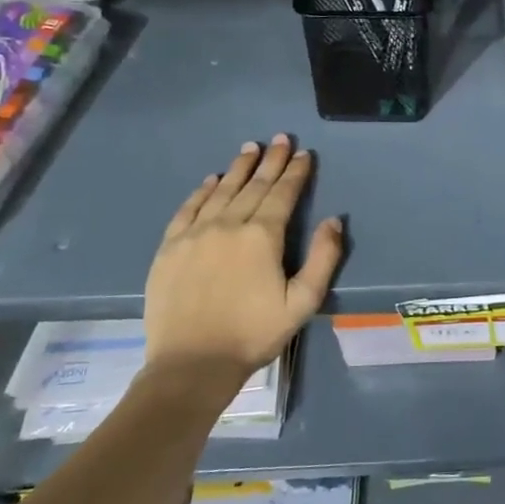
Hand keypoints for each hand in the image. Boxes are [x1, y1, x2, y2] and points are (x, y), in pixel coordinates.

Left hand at [143, 135, 342, 398]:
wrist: (192, 364)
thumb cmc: (254, 334)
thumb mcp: (303, 302)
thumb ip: (324, 258)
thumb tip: (334, 220)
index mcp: (262, 237)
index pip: (283, 194)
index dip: (296, 172)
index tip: (305, 154)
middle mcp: (227, 225)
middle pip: (253, 186)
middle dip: (270, 161)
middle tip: (281, 139)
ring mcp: (194, 234)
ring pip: (220, 191)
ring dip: (238, 168)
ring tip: (250, 148)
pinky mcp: (169, 248)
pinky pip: (188, 209)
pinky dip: (202, 191)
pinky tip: (211, 180)